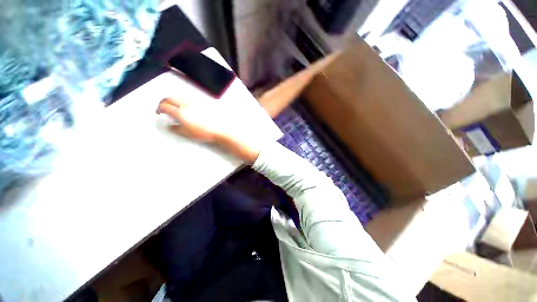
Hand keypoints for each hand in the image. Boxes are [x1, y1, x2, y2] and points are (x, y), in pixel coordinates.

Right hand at [156, 97, 261, 163]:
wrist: (221, 129)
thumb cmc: (205, 132)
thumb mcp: (188, 133)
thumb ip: (176, 128)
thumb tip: (169, 125)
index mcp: (181, 112)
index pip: (164, 105)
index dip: (158, 108)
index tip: (159, 112)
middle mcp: (187, 104)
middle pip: (170, 97)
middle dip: (164, 101)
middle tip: (164, 108)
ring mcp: (196, 102)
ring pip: (180, 96)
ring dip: (174, 100)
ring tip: (176, 108)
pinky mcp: (203, 102)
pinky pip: (190, 98)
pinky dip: (184, 100)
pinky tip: (188, 108)